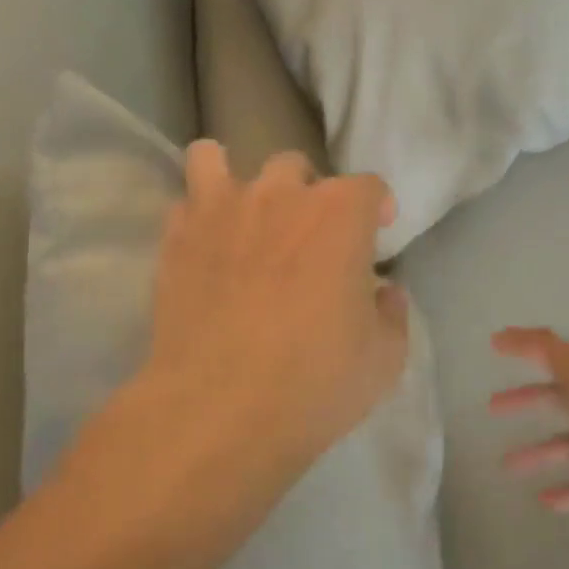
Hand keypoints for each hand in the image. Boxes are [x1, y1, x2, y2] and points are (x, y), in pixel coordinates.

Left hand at [140, 141, 409, 476]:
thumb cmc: (314, 381)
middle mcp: (280, 195)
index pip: (367, 186)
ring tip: (240, 212)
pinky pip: (184, 202)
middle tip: (308, 237)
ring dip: (234, 179)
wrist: (218, 408)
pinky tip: (204, 244)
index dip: (375, 206)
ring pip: (215, 160)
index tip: (377, 230)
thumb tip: (384, 293)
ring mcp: (221, 210)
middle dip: (307, 194)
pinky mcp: (176, 237)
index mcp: (339, 214)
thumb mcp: (384, 358)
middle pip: (295, 167)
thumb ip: (391, 314)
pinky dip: (196, 215)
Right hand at [491, 328, 568, 553]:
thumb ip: (548, 353)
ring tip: (506, 466)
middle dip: (528, 400)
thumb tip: (507, 334)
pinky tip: (543, 500)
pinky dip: (566, 491)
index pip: (558, 354)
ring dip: (539, 452)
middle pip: (562, 397)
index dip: (527, 347)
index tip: (494, 345)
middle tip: (492, 407)